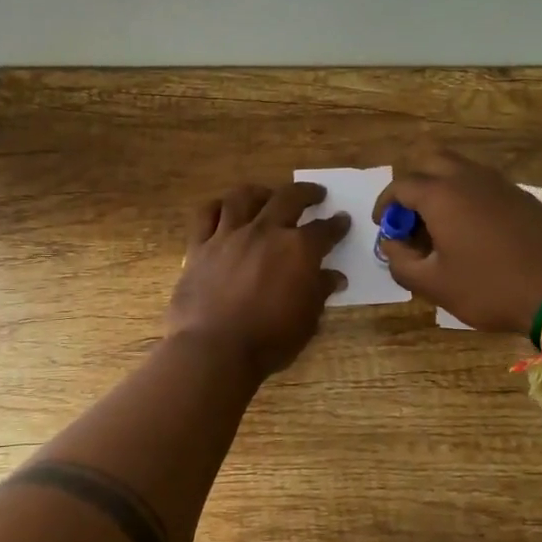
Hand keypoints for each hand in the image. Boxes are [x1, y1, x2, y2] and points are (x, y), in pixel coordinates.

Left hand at [166, 182, 349, 377]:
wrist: (214, 349)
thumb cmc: (269, 340)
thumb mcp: (307, 321)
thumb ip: (319, 292)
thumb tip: (334, 277)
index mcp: (298, 250)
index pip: (324, 230)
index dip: (336, 225)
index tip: (342, 220)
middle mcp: (265, 231)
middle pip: (288, 198)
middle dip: (306, 193)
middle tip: (315, 194)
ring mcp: (229, 235)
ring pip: (243, 197)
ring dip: (260, 192)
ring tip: (267, 194)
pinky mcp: (199, 246)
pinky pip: (206, 214)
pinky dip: (217, 206)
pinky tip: (224, 209)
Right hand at [373, 148, 541, 334]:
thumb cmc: (490, 287)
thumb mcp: (434, 285)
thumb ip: (401, 263)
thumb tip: (392, 245)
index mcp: (441, 194)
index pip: (400, 185)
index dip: (386, 205)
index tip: (384, 226)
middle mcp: (469, 178)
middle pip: (431, 159)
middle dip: (414, 183)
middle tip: (412, 217)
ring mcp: (501, 184)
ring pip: (460, 169)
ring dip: (442, 188)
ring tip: (440, 227)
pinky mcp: (523, 197)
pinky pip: (484, 185)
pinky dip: (468, 197)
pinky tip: (473, 232)